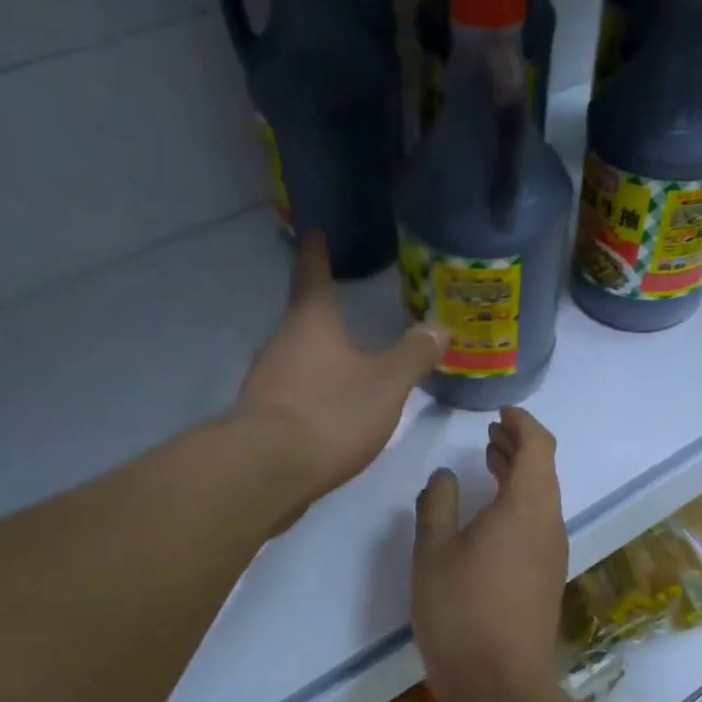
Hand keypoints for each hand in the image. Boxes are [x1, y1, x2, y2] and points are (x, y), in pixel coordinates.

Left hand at [234, 230, 445, 508]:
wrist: (270, 471)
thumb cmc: (333, 413)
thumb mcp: (387, 384)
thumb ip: (414, 354)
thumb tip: (438, 327)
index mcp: (311, 321)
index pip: (312, 273)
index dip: (317, 251)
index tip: (315, 230)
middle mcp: (282, 341)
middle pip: (304, 318)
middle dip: (325, 313)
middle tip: (349, 306)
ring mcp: (266, 379)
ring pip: (298, 356)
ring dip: (320, 355)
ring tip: (349, 361)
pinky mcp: (263, 415)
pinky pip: (293, 389)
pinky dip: (313, 389)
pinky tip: (332, 407)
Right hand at [412, 407, 568, 701]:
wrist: (501, 684)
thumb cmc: (461, 610)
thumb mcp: (434, 552)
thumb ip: (438, 505)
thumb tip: (445, 477)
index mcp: (527, 507)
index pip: (538, 446)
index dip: (522, 423)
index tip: (500, 413)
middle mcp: (549, 524)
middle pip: (543, 470)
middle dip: (518, 446)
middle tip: (490, 434)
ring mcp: (552, 554)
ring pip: (541, 499)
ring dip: (518, 475)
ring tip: (490, 463)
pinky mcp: (546, 578)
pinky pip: (538, 524)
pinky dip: (519, 503)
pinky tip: (492, 516)